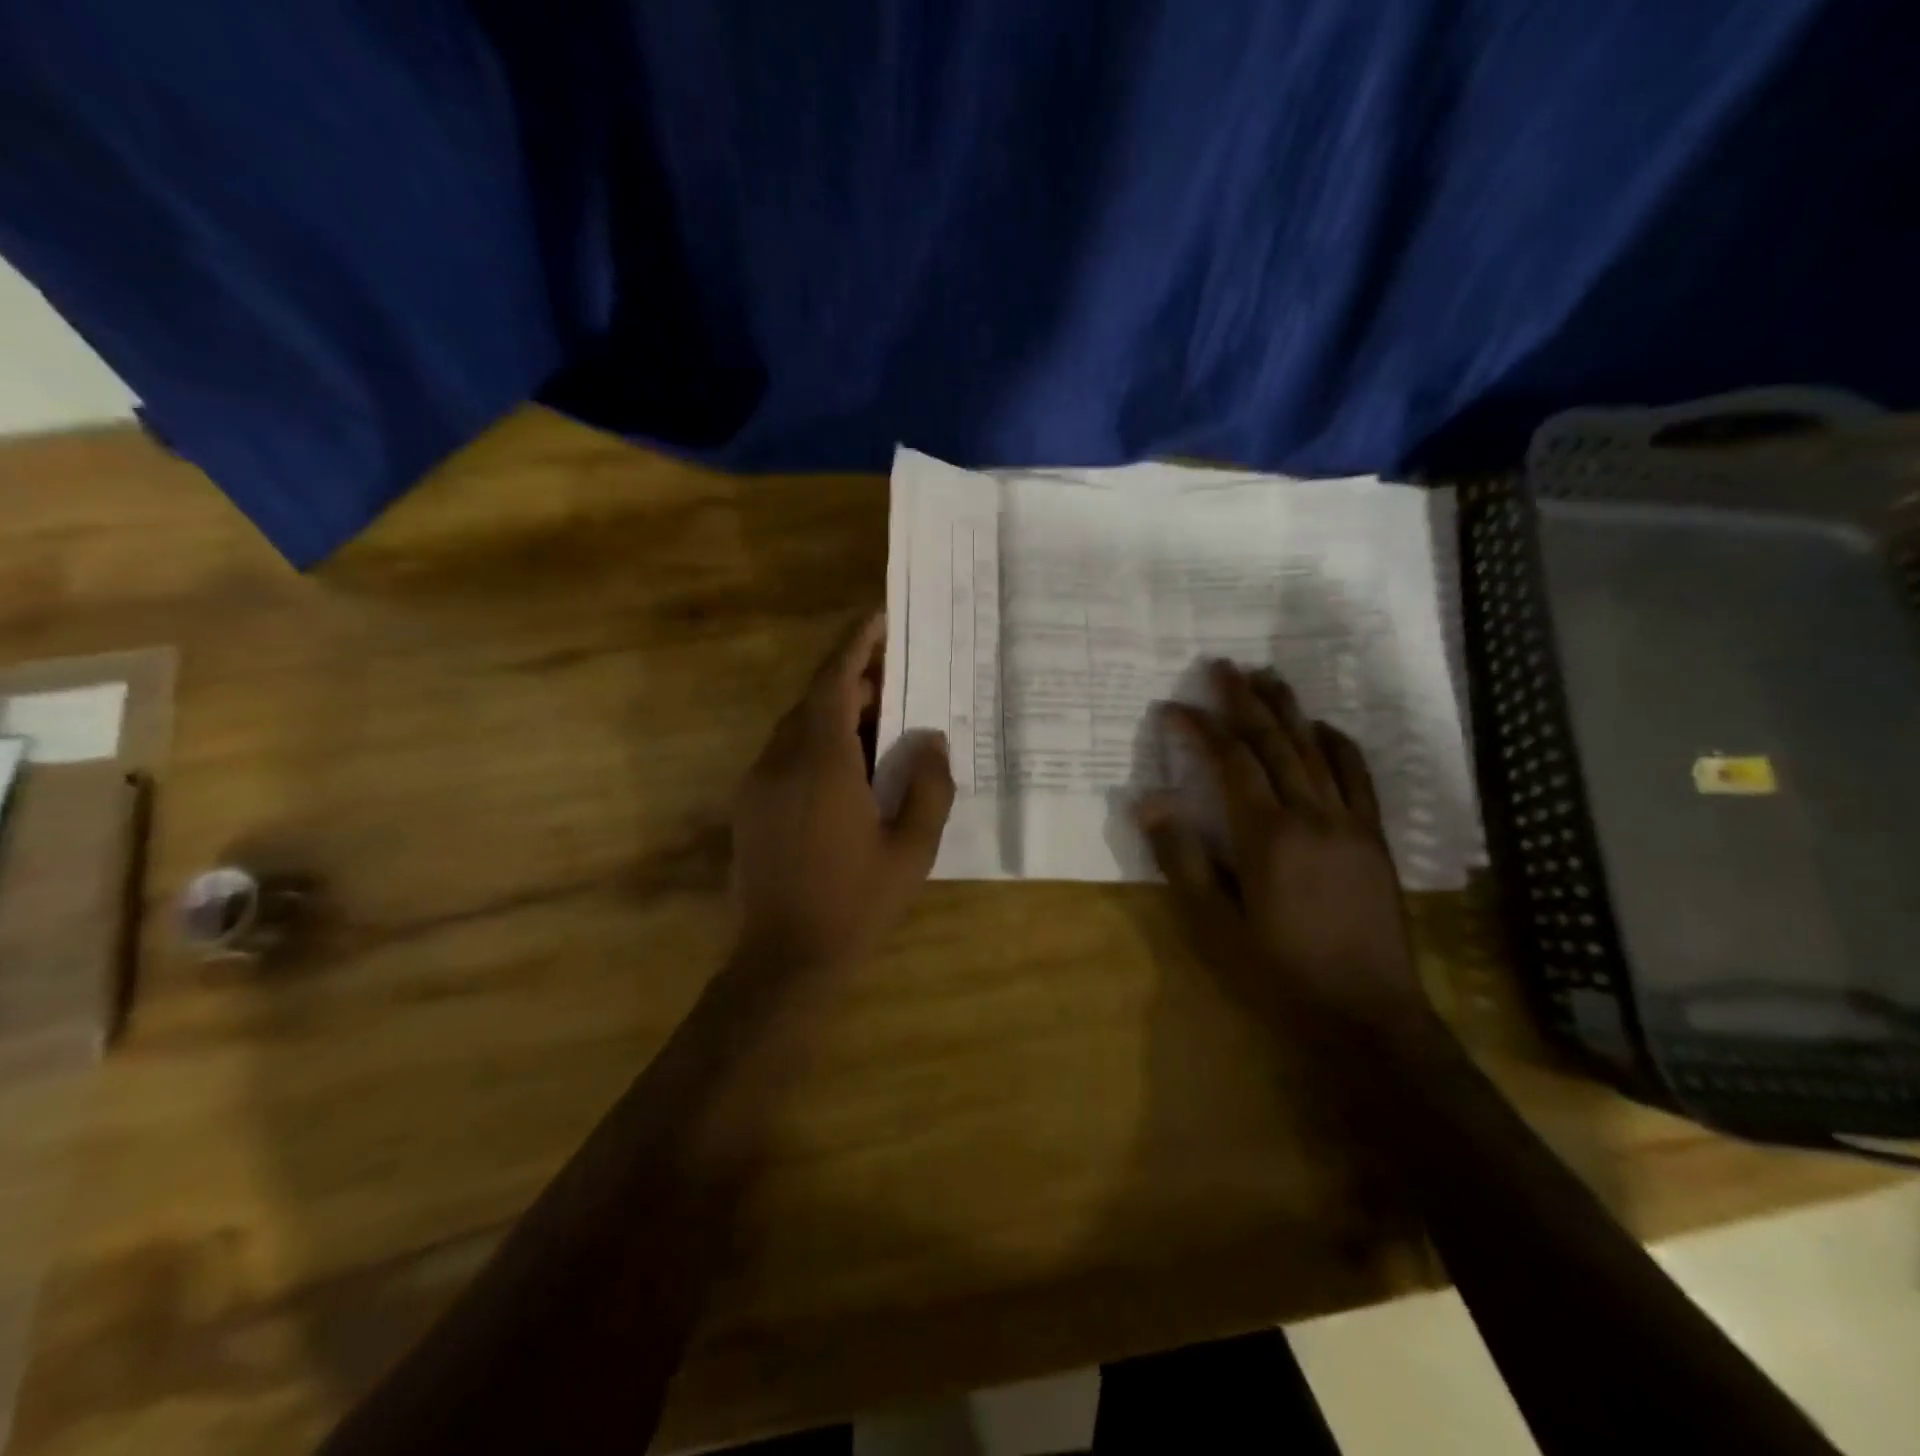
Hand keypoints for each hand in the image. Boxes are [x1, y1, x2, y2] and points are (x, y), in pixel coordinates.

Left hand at [731, 611, 953, 972]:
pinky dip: (819, 743)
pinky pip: (786, 755)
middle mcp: (781, 760)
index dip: (857, 645)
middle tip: (899, 679)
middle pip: (815, 699)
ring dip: (836, 714)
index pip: (835, 682)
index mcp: (821, 762)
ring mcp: (759, 783)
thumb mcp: (912, 848)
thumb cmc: (855, 903)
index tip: (880, 620)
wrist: (784, 961)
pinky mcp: (751, 807)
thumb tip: (931, 738)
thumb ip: (928, 786)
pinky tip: (850, 768)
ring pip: (798, 727)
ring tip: (881, 723)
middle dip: (855, 680)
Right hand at [1135, 661, 1428, 1036]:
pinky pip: (1358, 775)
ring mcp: (1350, 822)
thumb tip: (1149, 802)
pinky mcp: (1374, 837)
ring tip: (1266, 675)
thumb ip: (1182, 858)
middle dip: (1244, 699)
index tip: (1171, 707)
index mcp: (1267, 835)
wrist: (1367, 1014)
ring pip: (1315, 749)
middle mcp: (1312, 814)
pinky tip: (1323, 727)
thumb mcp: (1214, 925)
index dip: (1198, 729)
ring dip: (1288, 708)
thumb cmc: (1278, 972)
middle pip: (1274, 741)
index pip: (1229, 762)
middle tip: (1221, 664)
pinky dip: (1337, 743)